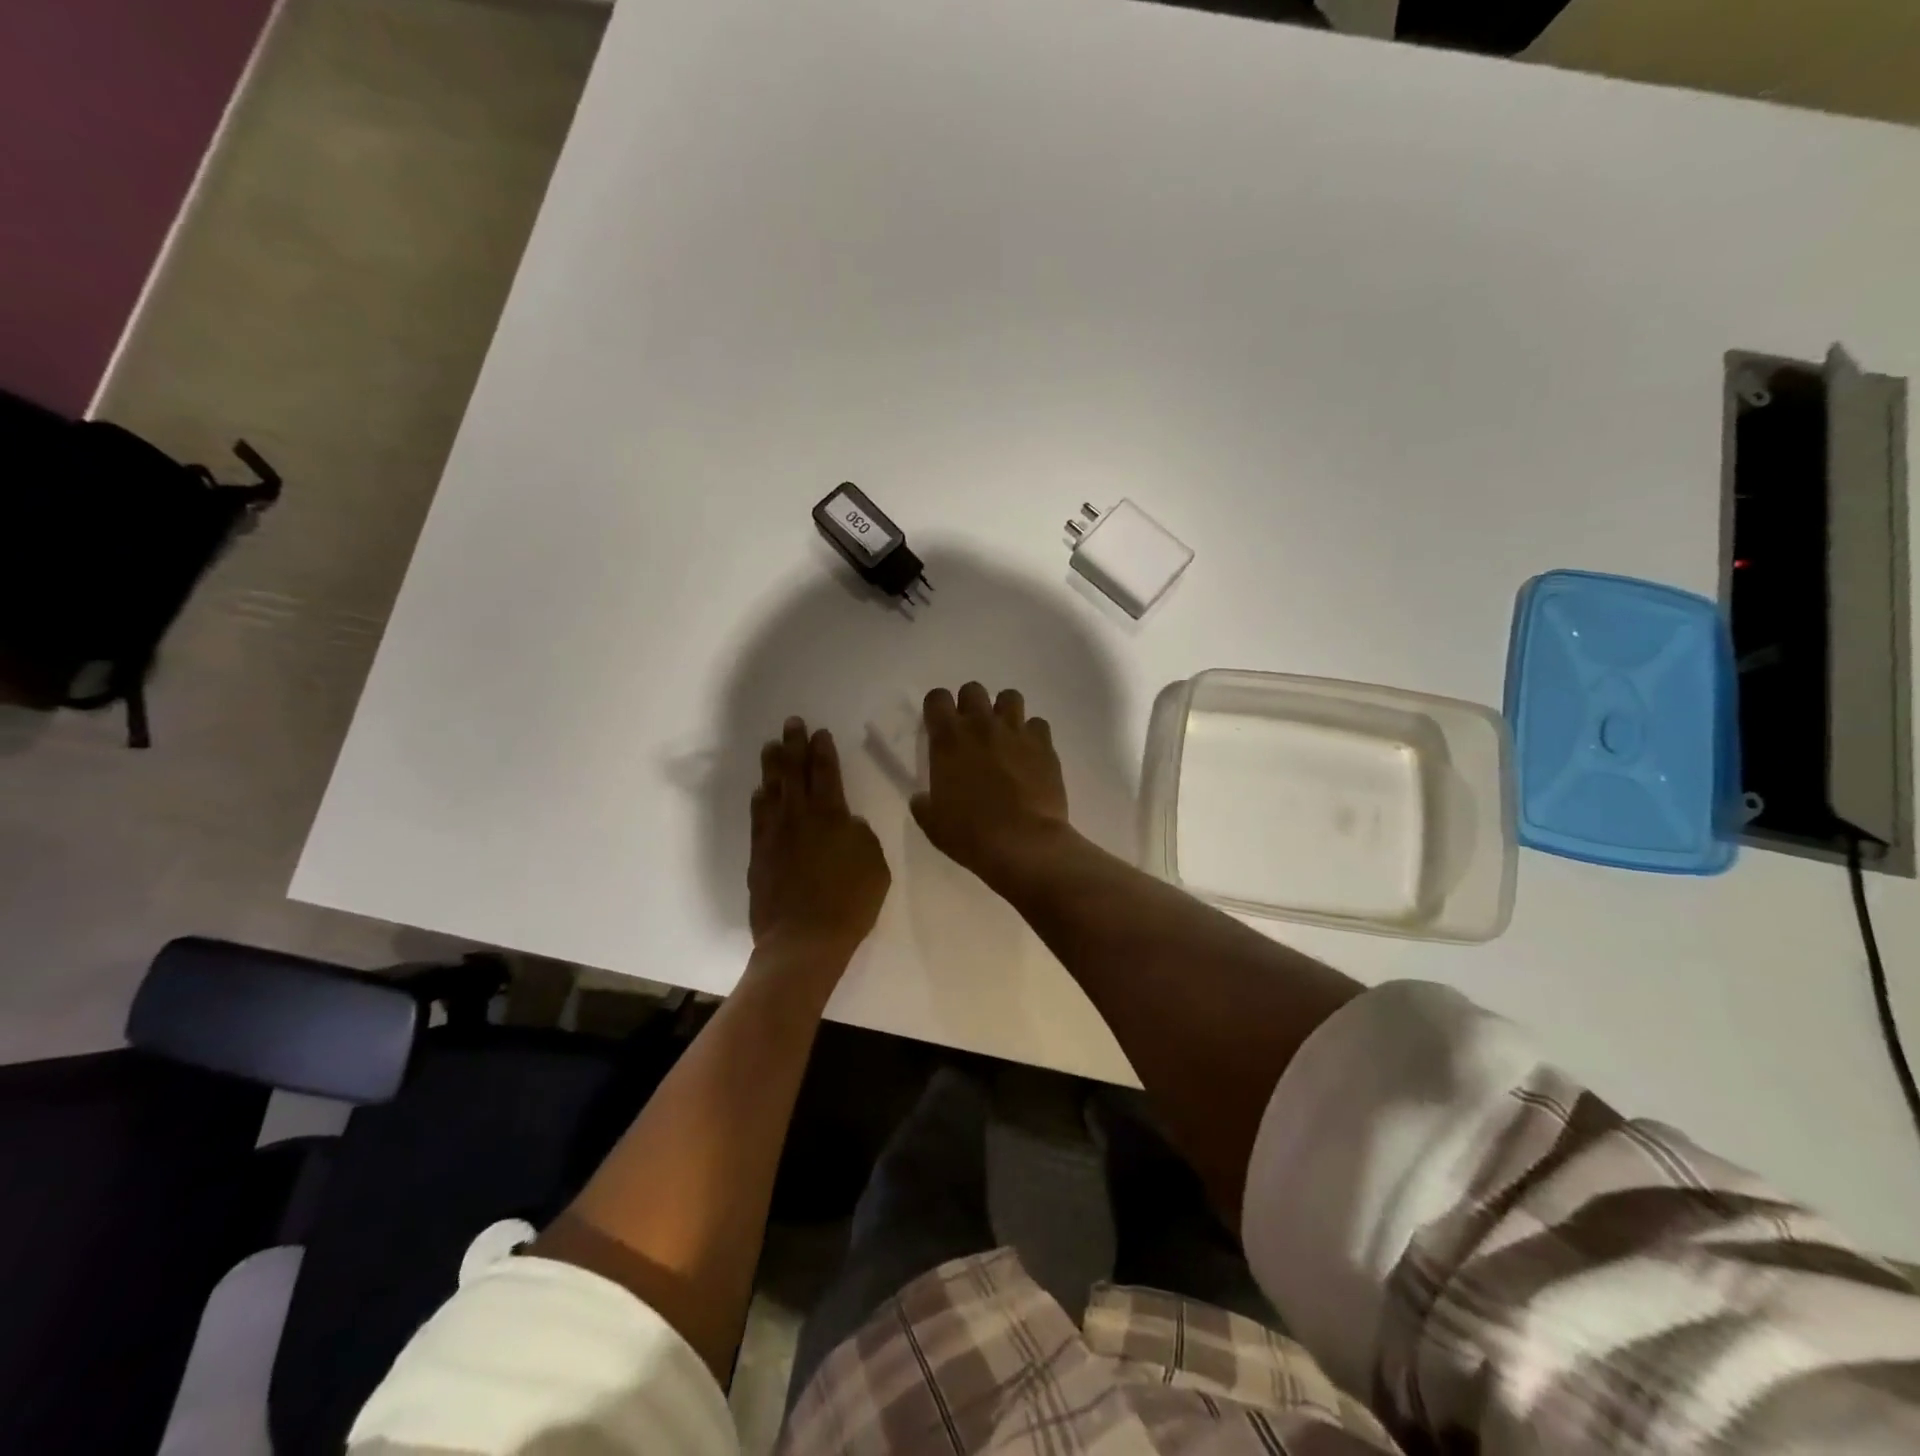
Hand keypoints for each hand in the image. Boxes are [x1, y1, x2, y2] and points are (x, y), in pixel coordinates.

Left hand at [749, 719, 889, 967]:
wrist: (803, 941)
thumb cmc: (849, 903)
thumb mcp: (875, 866)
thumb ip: (861, 837)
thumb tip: (848, 824)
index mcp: (831, 816)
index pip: (826, 772)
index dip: (822, 750)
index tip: (818, 732)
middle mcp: (799, 818)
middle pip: (794, 772)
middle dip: (793, 746)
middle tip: (791, 724)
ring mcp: (774, 836)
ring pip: (771, 791)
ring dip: (772, 766)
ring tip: (771, 747)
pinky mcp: (759, 856)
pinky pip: (758, 819)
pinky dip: (759, 801)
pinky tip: (760, 792)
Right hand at [911, 683, 1073, 889]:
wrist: (1023, 843)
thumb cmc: (970, 834)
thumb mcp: (933, 823)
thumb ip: (924, 804)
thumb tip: (922, 798)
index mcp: (948, 739)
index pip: (937, 698)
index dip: (937, 708)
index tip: (939, 725)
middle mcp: (981, 725)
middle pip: (973, 689)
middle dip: (970, 704)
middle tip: (972, 731)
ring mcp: (1016, 731)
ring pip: (1010, 697)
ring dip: (1004, 711)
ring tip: (1004, 735)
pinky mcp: (1044, 744)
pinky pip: (1038, 724)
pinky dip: (1033, 734)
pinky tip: (1030, 754)